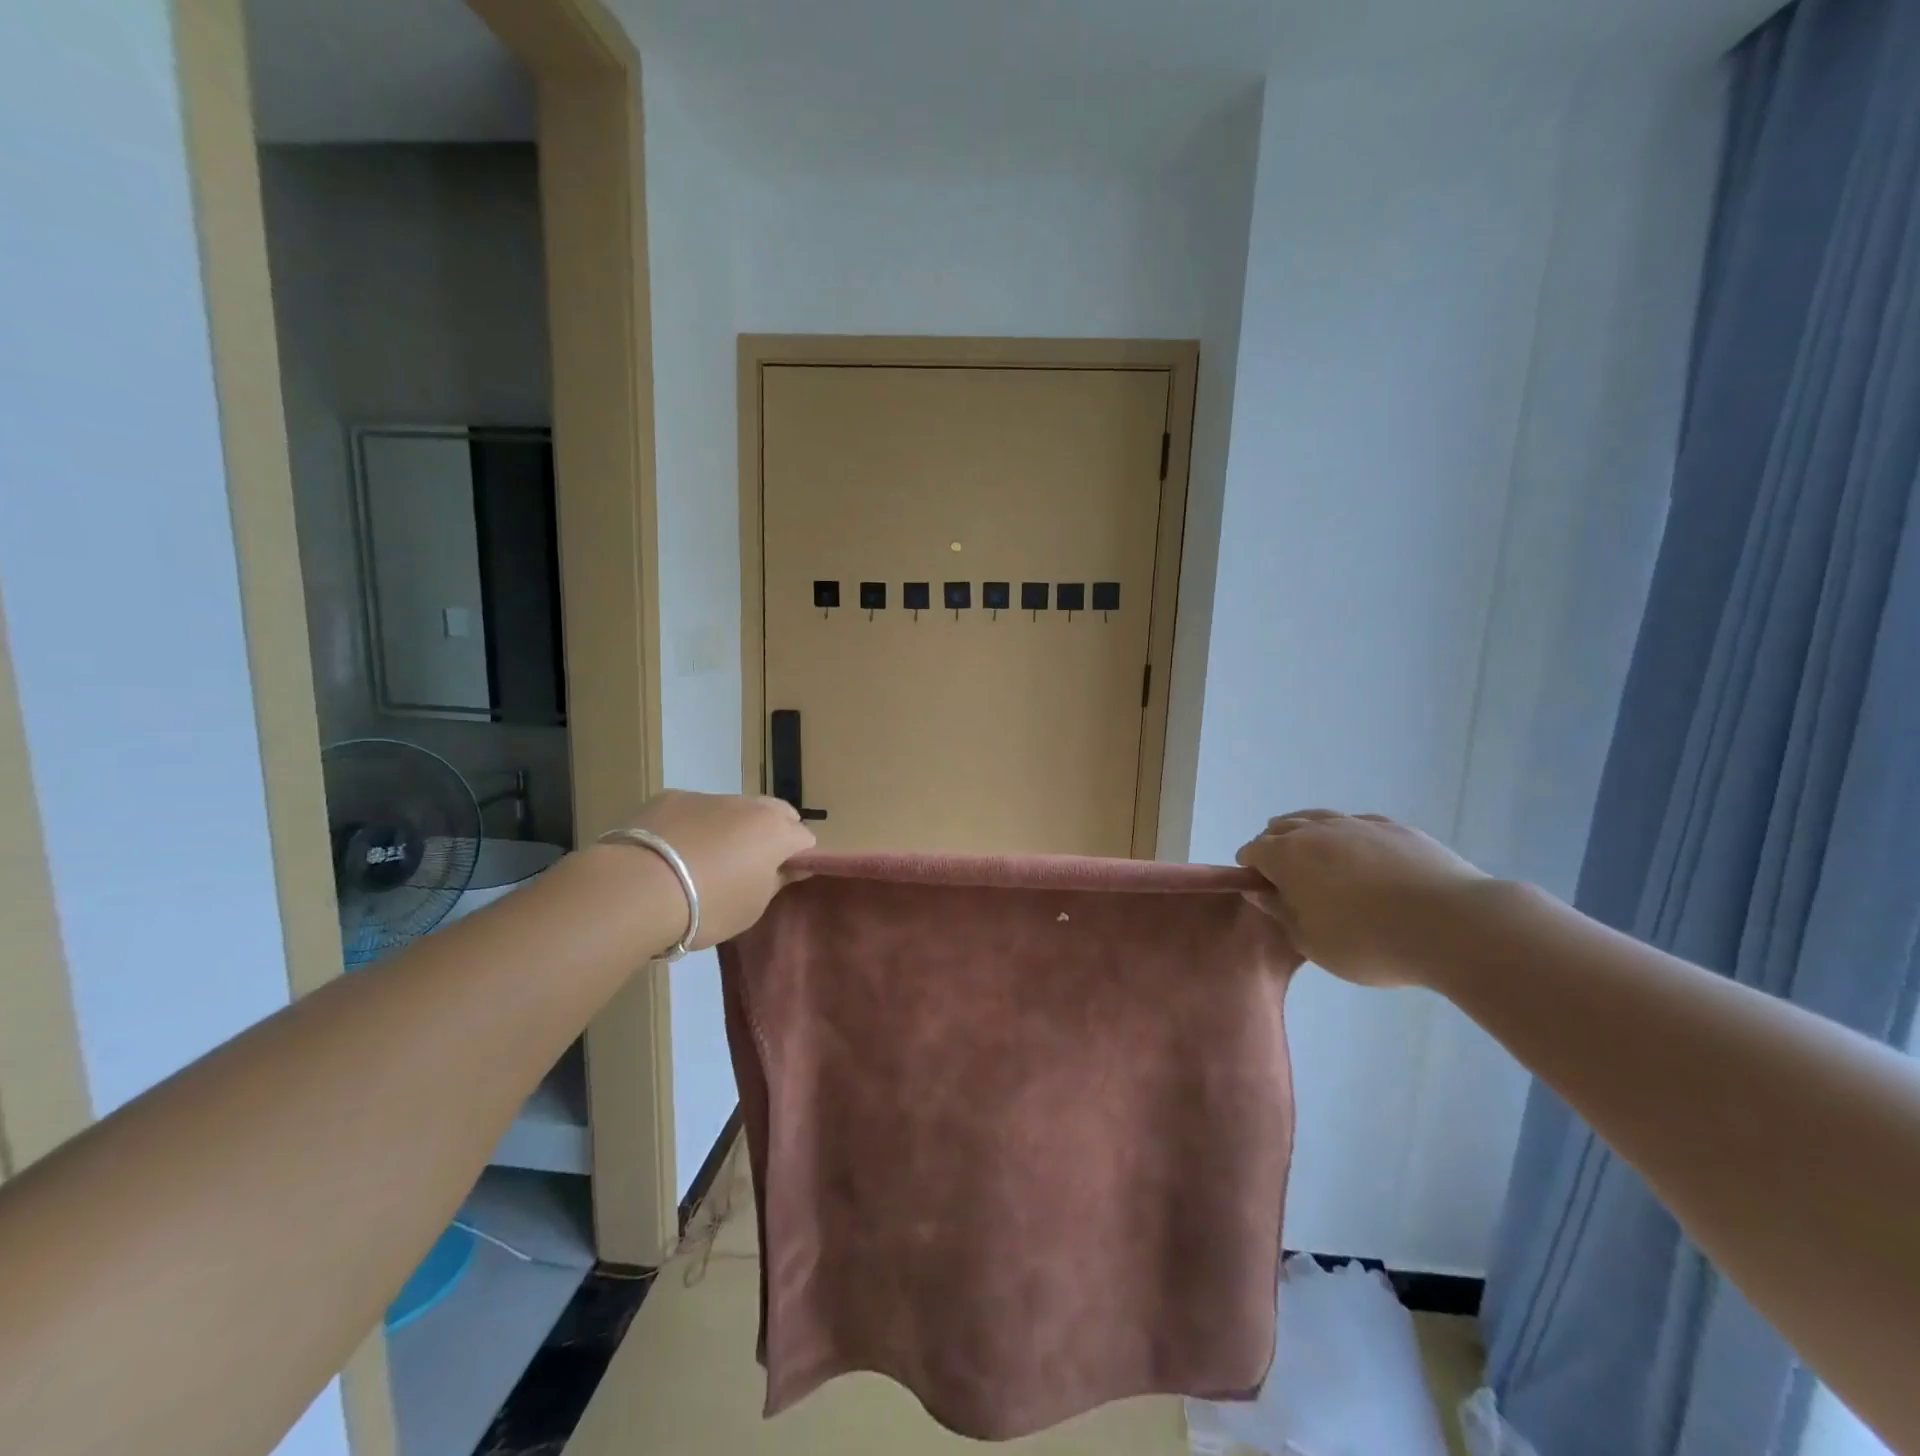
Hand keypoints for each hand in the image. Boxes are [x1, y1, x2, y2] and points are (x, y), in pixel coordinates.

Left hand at [620, 791, 815, 949]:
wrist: (638, 889)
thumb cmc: (708, 906)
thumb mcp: (752, 907)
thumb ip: (777, 881)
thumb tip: (793, 867)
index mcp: (775, 831)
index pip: (805, 838)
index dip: (798, 859)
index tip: (782, 879)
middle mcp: (748, 804)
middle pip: (775, 812)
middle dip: (772, 832)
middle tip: (751, 866)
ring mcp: (708, 796)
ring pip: (733, 808)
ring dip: (731, 828)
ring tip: (705, 861)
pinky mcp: (670, 798)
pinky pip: (694, 810)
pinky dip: (693, 825)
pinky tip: (672, 852)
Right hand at [1235, 811, 1488, 986]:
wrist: (1454, 926)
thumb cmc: (1368, 942)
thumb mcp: (1311, 942)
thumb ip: (1280, 912)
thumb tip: (1259, 890)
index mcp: (1287, 855)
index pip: (1253, 851)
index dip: (1251, 870)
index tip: (1263, 892)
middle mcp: (1316, 830)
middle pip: (1282, 828)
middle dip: (1276, 847)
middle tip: (1289, 880)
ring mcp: (1358, 824)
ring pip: (1319, 819)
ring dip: (1310, 836)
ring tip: (1322, 864)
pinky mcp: (1396, 828)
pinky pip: (1358, 824)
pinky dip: (1348, 837)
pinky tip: (1363, 858)